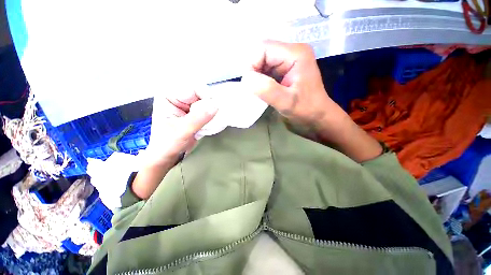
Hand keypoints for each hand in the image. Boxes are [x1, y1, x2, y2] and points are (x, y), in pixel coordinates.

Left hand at [144, 90, 217, 167]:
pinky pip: (207, 111)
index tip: (215, 107)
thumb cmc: (167, 144)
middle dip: (210, 104)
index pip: (191, 88)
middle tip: (215, 116)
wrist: (167, 157)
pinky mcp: (195, 115)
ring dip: (212, 111)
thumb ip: (198, 118)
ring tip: (214, 121)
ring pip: (206, 102)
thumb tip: (216, 106)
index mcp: (168, 96)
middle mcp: (178, 98)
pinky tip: (213, 123)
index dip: (205, 95)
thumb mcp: (182, 131)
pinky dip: (212, 116)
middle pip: (200, 94)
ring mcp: (187, 106)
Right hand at [243, 40, 333, 126]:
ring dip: (256, 77)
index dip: (252, 65)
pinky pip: (266, 71)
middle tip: (253, 90)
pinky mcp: (285, 72)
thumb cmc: (306, 111)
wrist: (317, 118)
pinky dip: (260, 81)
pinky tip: (262, 91)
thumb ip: (267, 89)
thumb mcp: (287, 103)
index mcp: (295, 54)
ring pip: (262, 63)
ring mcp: (288, 62)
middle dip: (253, 72)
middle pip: (262, 54)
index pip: (263, 48)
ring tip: (258, 92)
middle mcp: (292, 53)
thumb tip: (246, 78)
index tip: (250, 85)